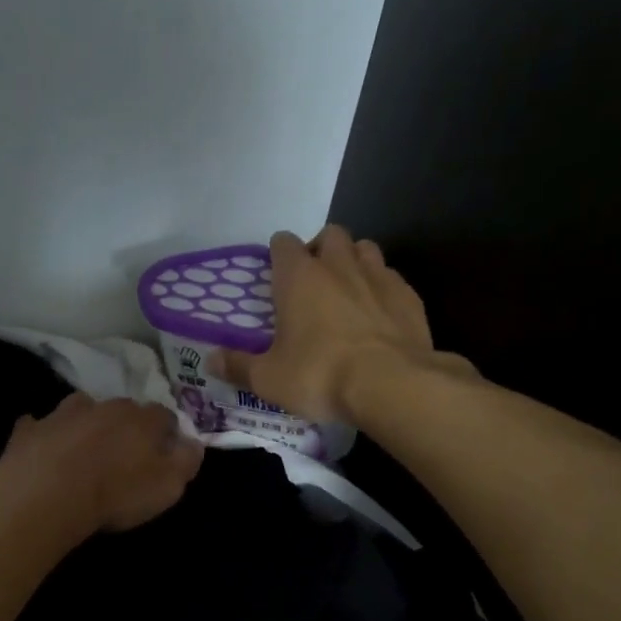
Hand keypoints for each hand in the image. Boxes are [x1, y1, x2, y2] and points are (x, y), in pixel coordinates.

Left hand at [0, 393, 202, 533]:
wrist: (47, 495)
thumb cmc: (116, 493)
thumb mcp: (168, 487)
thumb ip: (186, 462)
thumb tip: (194, 442)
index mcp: (142, 419)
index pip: (164, 416)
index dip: (167, 432)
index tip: (165, 451)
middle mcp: (104, 406)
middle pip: (123, 408)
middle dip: (127, 424)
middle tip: (125, 451)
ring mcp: (63, 414)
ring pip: (81, 408)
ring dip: (86, 422)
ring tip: (84, 446)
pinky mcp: (30, 430)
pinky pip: (39, 425)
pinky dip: (45, 434)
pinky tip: (44, 448)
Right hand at [217, 225, 465, 425]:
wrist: (391, 385)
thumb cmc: (320, 375)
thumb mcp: (269, 379)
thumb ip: (238, 367)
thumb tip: (210, 360)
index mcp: (299, 277)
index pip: (283, 243)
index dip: (278, 255)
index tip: (276, 275)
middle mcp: (339, 265)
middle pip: (330, 235)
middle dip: (320, 250)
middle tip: (313, 282)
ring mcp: (379, 276)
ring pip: (365, 249)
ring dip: (354, 262)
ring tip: (348, 292)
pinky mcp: (409, 297)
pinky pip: (392, 279)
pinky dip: (383, 290)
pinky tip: (379, 316)